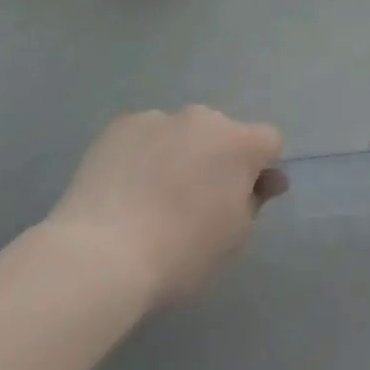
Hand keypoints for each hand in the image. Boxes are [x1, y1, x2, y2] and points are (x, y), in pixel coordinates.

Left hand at [47, 105, 283, 308]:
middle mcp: (201, 117)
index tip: (242, 198)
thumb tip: (267, 178)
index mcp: (238, 142)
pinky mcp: (120, 124)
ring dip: (178, 152)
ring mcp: (157, 116)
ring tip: (152, 196)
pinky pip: (144, 134)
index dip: (260, 168)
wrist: (102, 253)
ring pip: (180, 132)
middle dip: (216, 157)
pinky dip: (142, 153)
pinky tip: (125, 187)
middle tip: (195, 200)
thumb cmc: (180, 252)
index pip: (268, 141)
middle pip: (221, 132)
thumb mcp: (233, 236)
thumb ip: (255, 199)